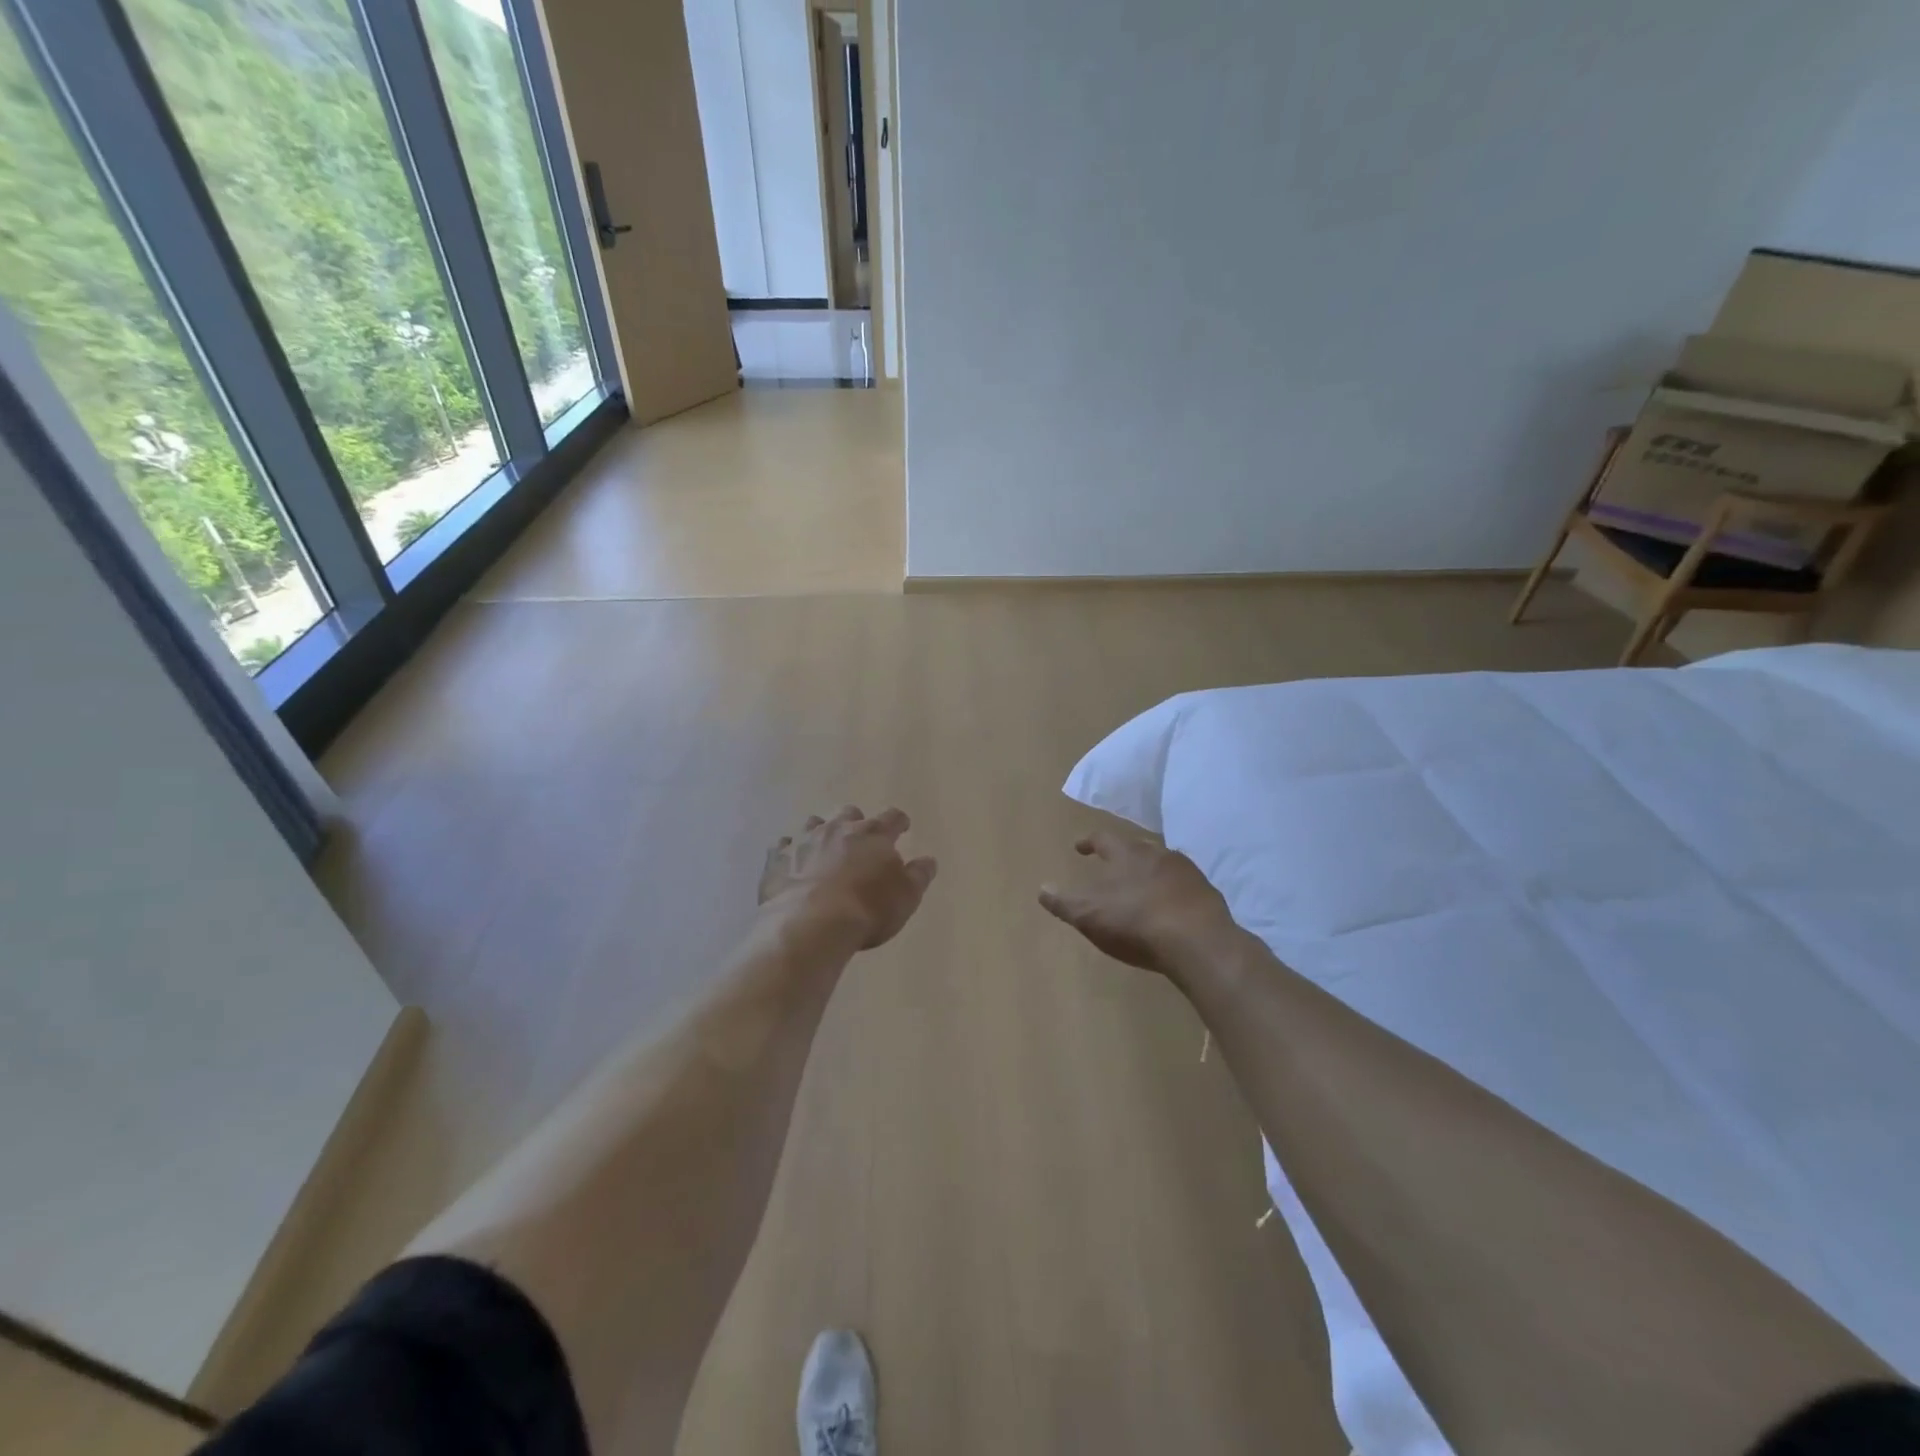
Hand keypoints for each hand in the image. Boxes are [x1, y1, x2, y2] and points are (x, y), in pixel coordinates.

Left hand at [760, 806, 937, 949]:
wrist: (811, 925)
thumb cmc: (868, 909)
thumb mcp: (906, 897)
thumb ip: (919, 875)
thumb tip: (928, 860)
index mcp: (873, 834)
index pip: (892, 818)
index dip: (899, 822)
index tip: (902, 828)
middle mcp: (839, 829)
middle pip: (850, 814)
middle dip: (856, 824)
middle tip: (859, 841)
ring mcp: (804, 840)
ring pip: (814, 823)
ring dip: (821, 833)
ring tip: (823, 849)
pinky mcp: (777, 859)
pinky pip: (782, 846)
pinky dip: (789, 852)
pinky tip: (791, 863)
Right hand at [1039, 831, 1237, 976]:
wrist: (1198, 942)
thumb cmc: (1136, 923)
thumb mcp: (1089, 915)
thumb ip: (1064, 902)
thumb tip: (1042, 889)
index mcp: (1126, 854)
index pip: (1103, 839)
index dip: (1089, 842)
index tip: (1080, 847)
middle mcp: (1158, 854)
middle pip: (1136, 848)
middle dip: (1123, 856)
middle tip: (1113, 866)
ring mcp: (1187, 873)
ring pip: (1163, 865)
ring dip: (1150, 873)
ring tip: (1142, 887)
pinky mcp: (1207, 894)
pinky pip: (1184, 887)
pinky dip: (1172, 893)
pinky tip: (1169, 908)